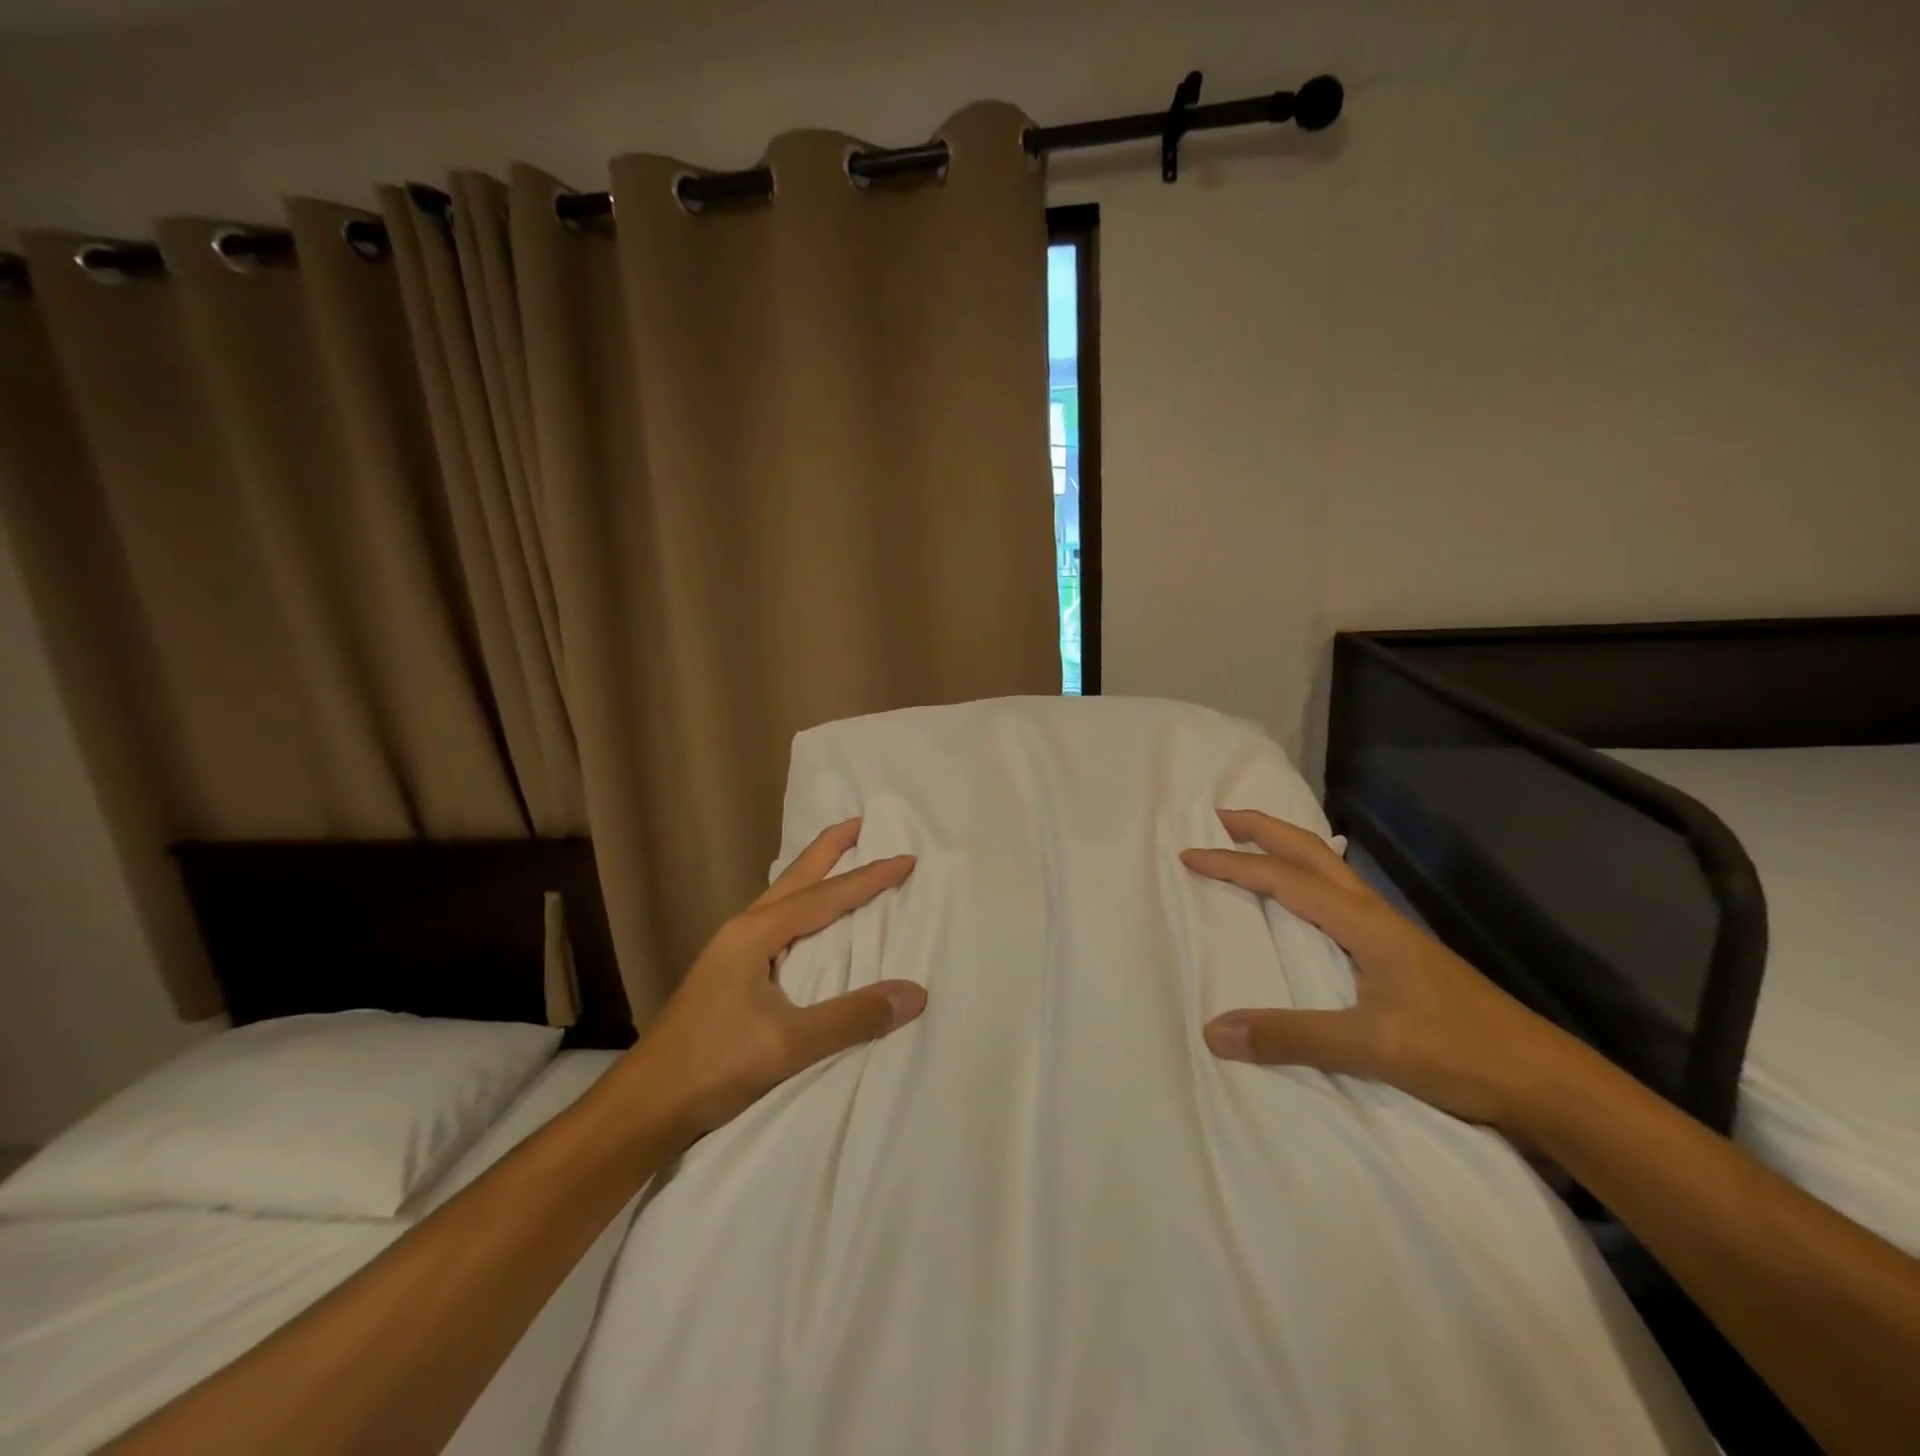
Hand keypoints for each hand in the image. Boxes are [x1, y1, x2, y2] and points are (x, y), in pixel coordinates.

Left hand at [618, 818, 924, 1141]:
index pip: (824, 897)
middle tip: (861, 824)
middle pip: (795, 878)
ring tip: (840, 860)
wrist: (642, 1106)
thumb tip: (915, 992)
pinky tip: (806, 922)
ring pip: (782, 898)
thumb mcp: (788, 1044)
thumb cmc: (711, 1066)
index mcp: (755, 934)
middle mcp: (742, 930)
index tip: (906, 860)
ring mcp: (730, 951)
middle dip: (829, 850)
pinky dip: (801, 907)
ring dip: (814, 876)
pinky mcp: (727, 973)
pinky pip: (776, 922)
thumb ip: (852, 1017)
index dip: (868, 878)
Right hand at [1182, 809, 1575, 1130]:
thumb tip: (1214, 1031)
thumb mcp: (1372, 1046)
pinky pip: (1340, 898)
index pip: (1285, 879)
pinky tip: (1305, 905)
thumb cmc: (1461, 1053)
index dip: (1234, 864)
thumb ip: (1292, 1036)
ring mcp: (1391, 933)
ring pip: (1329, 871)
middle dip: (1265, 830)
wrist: (1548, 1083)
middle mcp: (1374, 915)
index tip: (1190, 854)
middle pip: (1312, 853)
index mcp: (1364, 923)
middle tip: (1222, 817)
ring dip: (1288, 850)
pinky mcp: (1399, 955)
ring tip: (1254, 847)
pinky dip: (1308, 881)